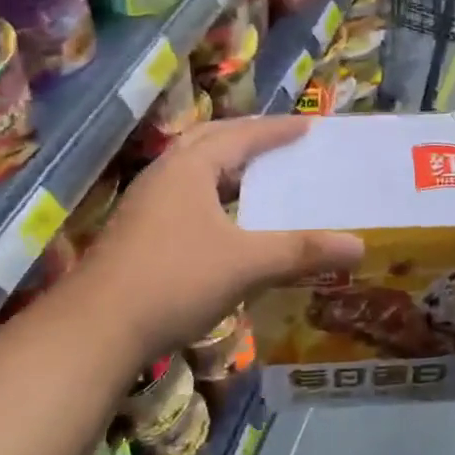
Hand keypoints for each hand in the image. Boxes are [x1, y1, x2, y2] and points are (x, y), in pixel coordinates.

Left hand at [82, 117, 362, 361]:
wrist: (96, 329)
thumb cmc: (174, 281)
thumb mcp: (247, 264)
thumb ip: (302, 252)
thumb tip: (359, 246)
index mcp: (189, 168)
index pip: (241, 135)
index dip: (277, 130)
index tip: (309, 125)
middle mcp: (164, 177)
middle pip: (210, 142)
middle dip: (247, 138)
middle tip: (281, 142)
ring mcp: (146, 206)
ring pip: (193, 172)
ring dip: (226, 167)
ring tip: (258, 176)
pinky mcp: (138, 234)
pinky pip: (185, 198)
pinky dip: (213, 197)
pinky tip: (226, 223)